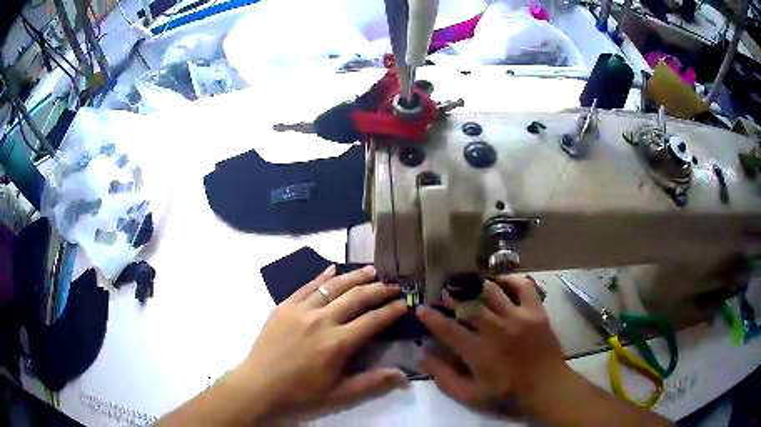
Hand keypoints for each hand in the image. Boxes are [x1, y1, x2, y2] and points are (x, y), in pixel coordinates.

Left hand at [230, 265, 408, 421]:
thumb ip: (373, 382)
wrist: (258, 386)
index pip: (373, 320)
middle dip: (378, 290)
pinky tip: (332, 268)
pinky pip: (306, 285)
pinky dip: (322, 275)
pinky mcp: (284, 306)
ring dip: (355, 277)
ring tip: (372, 270)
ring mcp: (301, 310)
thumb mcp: (340, 394)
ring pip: (333, 286)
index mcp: (338, 343)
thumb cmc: (300, 394)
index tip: (405, 303)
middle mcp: (322, 320)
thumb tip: (404, 375)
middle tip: (393, 285)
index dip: (392, 310)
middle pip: (356, 297)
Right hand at [416, 275, 567, 413]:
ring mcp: (518, 316)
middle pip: (468, 305)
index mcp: (478, 351)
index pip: (447, 328)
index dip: (431, 317)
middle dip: (451, 299)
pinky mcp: (536, 311)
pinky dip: (511, 281)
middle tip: (443, 296)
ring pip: (492, 291)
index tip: (420, 308)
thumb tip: (423, 358)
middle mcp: (496, 328)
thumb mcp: (470, 396)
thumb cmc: (507, 394)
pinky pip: (523, 286)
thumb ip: (444, 378)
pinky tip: (502, 284)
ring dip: (476, 288)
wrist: (547, 387)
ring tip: (469, 287)